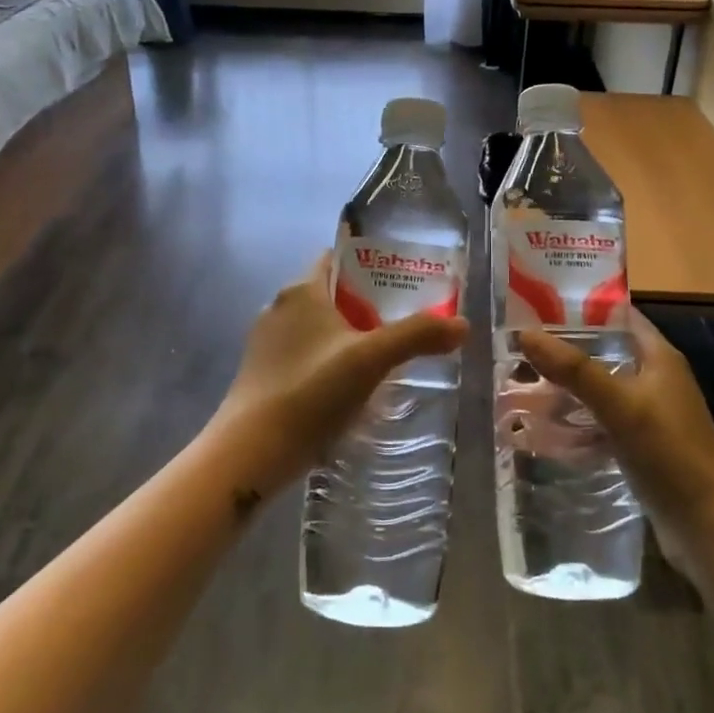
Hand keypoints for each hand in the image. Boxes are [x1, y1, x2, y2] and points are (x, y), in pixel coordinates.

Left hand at [207, 252, 468, 500]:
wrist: (250, 453)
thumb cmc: (310, 392)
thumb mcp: (370, 360)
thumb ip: (417, 337)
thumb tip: (463, 325)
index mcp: (301, 290)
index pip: (338, 259)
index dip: (371, 265)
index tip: (404, 282)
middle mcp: (279, 307)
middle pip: (332, 294)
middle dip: (367, 305)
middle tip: (405, 322)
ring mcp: (267, 343)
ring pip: (318, 327)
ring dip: (349, 336)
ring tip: (385, 357)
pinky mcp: (262, 374)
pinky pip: (305, 355)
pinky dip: (329, 361)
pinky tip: (350, 388)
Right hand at [518, 309, 713, 565]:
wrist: (705, 526)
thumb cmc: (668, 453)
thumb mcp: (619, 405)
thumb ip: (574, 369)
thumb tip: (525, 333)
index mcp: (660, 357)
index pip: (619, 315)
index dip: (582, 306)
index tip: (539, 305)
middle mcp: (657, 378)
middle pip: (605, 350)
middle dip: (566, 349)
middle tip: (522, 346)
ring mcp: (651, 412)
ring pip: (601, 386)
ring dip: (569, 385)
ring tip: (525, 382)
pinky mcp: (642, 442)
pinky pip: (603, 419)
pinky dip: (578, 418)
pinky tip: (548, 426)